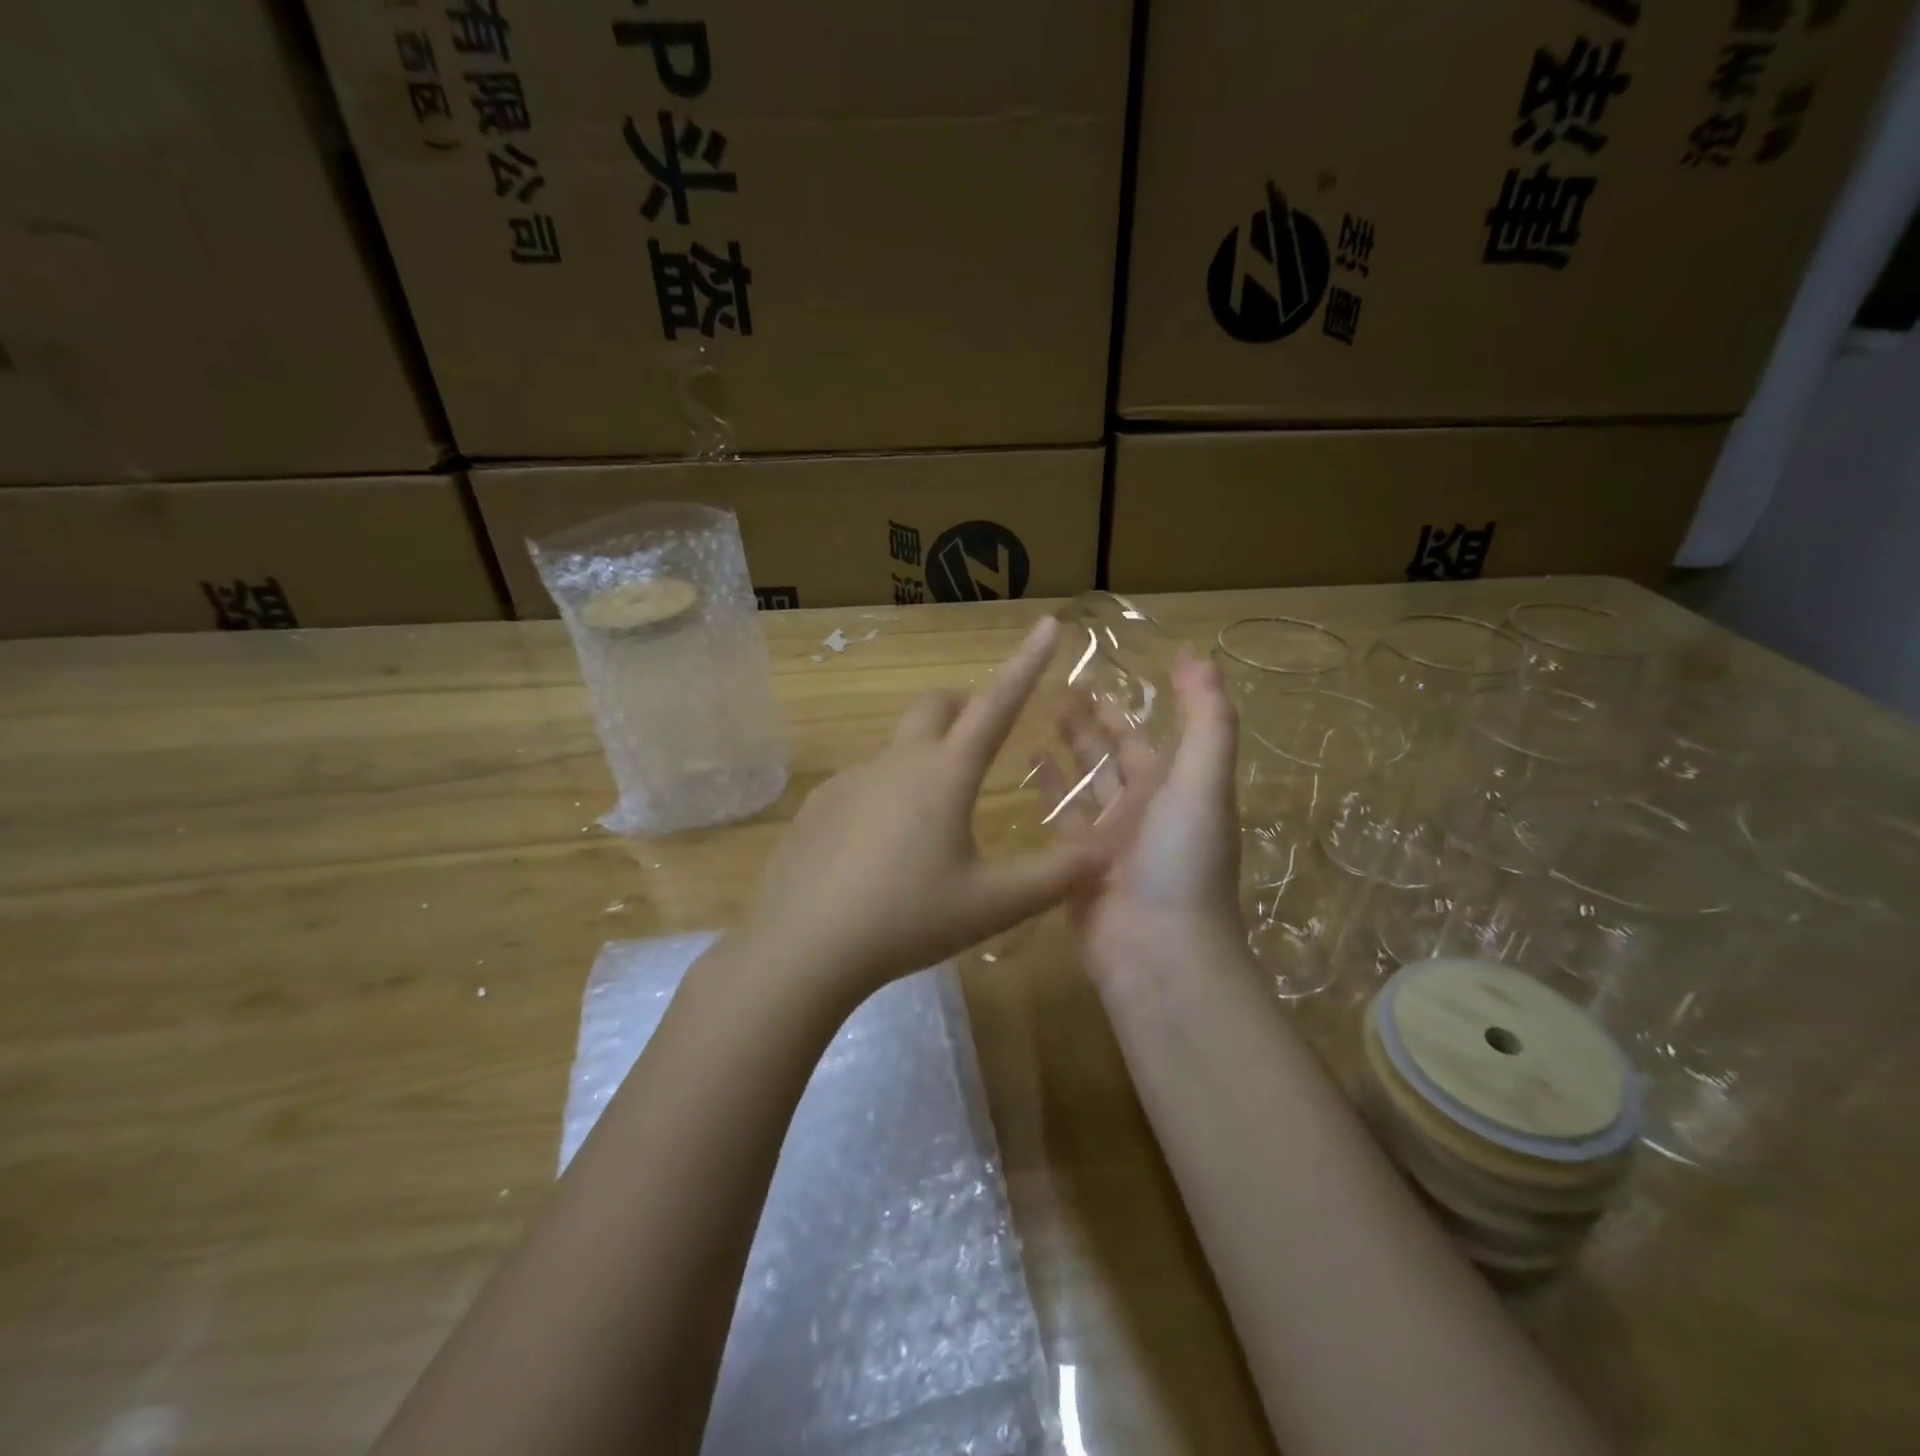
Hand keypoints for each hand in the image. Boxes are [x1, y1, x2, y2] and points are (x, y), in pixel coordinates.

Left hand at [738, 616, 1104, 998]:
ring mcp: (850, 780)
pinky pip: (863, 784)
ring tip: (932, 826)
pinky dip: (885, 796)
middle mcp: (896, 762)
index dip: (1026, 665)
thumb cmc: (906, 919)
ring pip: (897, 750)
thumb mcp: (991, 905)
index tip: (1047, 625)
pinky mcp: (818, 805)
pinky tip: (879, 852)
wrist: (802, 946)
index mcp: (944, 774)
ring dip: (924, 761)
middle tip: (981, 744)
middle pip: (935, 708)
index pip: (996, 705)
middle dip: (964, 709)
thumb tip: (1105, 853)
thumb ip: (1054, 878)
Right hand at [1051, 650, 1248, 988]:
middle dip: (1090, 723)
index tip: (1099, 668)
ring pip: (1084, 784)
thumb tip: (1197, 652)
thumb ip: (1206, 717)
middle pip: (1113, 756)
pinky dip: (1046, 790)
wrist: (1159, 952)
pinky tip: (1025, 763)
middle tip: (1057, 687)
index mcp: (1176, 789)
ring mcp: (1108, 841)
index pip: (1149, 736)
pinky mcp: (1075, 866)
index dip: (1129, 705)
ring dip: (1067, 750)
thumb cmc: (1183, 858)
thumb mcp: (1204, 779)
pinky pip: (1060, 819)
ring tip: (1037, 715)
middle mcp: (1143, 811)